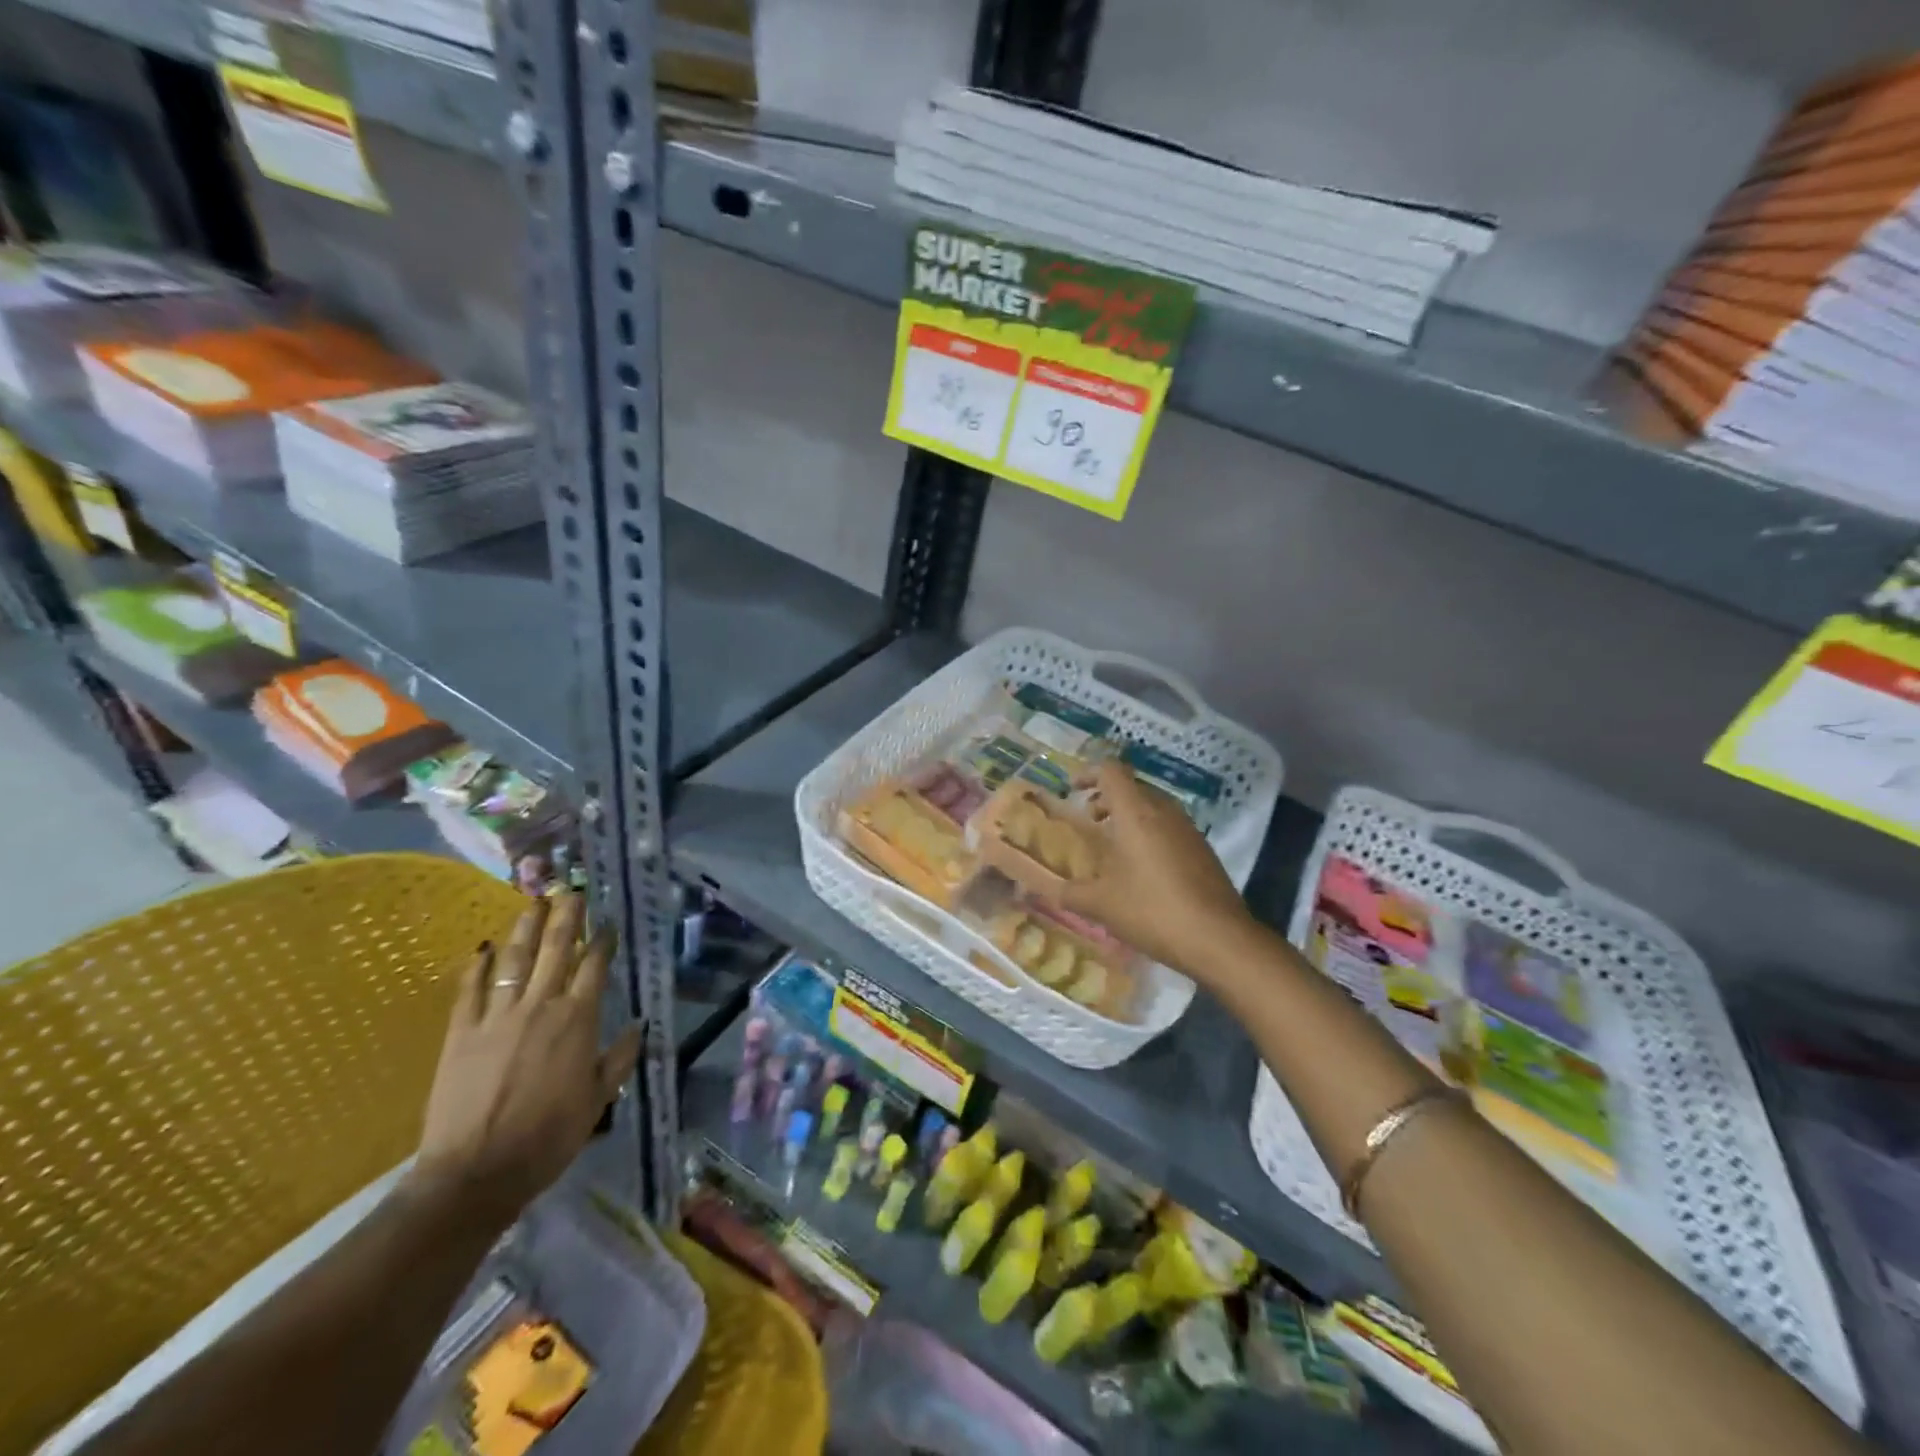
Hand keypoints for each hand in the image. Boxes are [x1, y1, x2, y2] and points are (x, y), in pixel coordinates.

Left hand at [409, 892, 641, 1223]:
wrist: (475, 1173)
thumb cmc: (548, 1137)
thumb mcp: (598, 1100)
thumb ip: (619, 1059)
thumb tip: (639, 1025)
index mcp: (578, 1019)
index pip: (594, 966)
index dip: (602, 941)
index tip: (607, 924)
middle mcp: (540, 1006)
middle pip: (555, 949)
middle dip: (566, 917)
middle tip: (571, 889)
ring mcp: (497, 1016)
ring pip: (514, 960)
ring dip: (525, 928)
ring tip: (533, 902)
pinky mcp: (460, 1032)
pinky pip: (469, 990)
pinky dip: (476, 966)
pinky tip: (481, 948)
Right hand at [1062, 760, 1254, 978]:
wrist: (1219, 939)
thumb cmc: (1153, 911)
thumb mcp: (1101, 905)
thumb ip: (1068, 892)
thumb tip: (1044, 888)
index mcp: (1136, 812)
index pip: (1111, 770)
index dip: (1088, 773)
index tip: (1072, 790)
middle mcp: (1164, 811)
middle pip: (1132, 786)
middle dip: (1107, 797)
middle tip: (1089, 820)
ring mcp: (1188, 829)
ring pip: (1153, 806)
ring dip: (1130, 815)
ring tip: (1113, 845)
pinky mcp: (1203, 849)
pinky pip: (1169, 826)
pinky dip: (1150, 832)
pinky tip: (1142, 868)